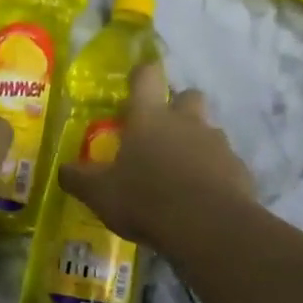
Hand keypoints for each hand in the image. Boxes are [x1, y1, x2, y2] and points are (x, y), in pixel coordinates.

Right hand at [58, 62, 254, 250]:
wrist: (208, 227)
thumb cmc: (145, 200)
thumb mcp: (100, 194)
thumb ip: (79, 179)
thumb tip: (63, 170)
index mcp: (149, 118)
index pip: (146, 77)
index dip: (141, 74)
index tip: (137, 80)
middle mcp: (186, 122)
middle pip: (188, 96)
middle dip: (177, 107)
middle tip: (162, 132)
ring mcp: (217, 144)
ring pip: (208, 131)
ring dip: (196, 143)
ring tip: (181, 172)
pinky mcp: (238, 170)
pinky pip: (224, 164)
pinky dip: (214, 173)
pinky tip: (202, 197)